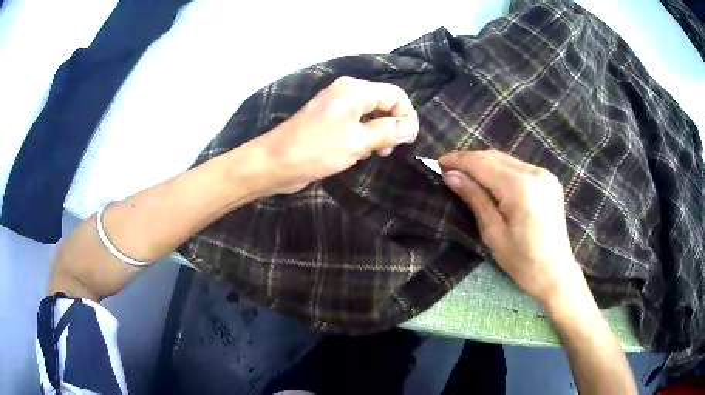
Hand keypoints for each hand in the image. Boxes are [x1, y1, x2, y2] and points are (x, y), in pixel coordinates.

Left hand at [253, 76, 418, 193]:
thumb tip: (410, 127)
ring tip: (372, 154)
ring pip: (370, 116)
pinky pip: (356, 126)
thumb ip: (388, 131)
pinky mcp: (328, 123)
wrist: (274, 164)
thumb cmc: (316, 150)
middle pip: (383, 104)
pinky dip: (362, 138)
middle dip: (392, 126)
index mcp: (355, 90)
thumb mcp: (357, 141)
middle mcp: (346, 94)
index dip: (407, 116)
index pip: (395, 95)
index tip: (408, 141)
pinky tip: (356, 154)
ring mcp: (336, 108)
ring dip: (377, 134)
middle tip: (387, 151)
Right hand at [439, 149, 583, 304]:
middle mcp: (535, 173)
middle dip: (469, 160)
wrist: (555, 273)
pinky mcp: (549, 180)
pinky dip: (500, 169)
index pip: (483, 164)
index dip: (459, 160)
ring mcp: (545, 175)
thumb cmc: (522, 262)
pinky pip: (518, 167)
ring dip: (484, 163)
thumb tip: (451, 176)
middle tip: (448, 168)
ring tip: (465, 174)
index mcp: (521, 188)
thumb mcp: (493, 233)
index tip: (438, 162)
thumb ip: (475, 199)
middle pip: (495, 156)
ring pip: (506, 159)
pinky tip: (489, 180)